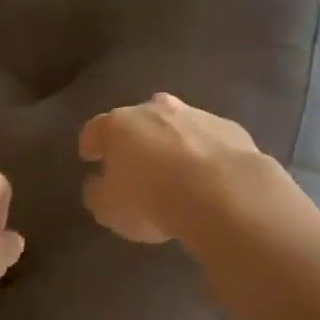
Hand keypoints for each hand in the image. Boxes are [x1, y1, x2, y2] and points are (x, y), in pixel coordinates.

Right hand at [79, 93, 281, 245]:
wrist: (224, 193)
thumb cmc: (152, 200)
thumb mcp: (109, 210)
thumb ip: (98, 194)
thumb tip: (98, 185)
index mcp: (119, 125)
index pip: (95, 129)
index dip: (91, 144)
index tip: (90, 157)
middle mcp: (156, 110)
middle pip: (138, 119)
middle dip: (135, 137)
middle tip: (134, 162)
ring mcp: (196, 114)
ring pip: (177, 124)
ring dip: (172, 141)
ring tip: (175, 169)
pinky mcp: (229, 128)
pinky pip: (208, 139)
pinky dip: (204, 151)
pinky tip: (208, 174)